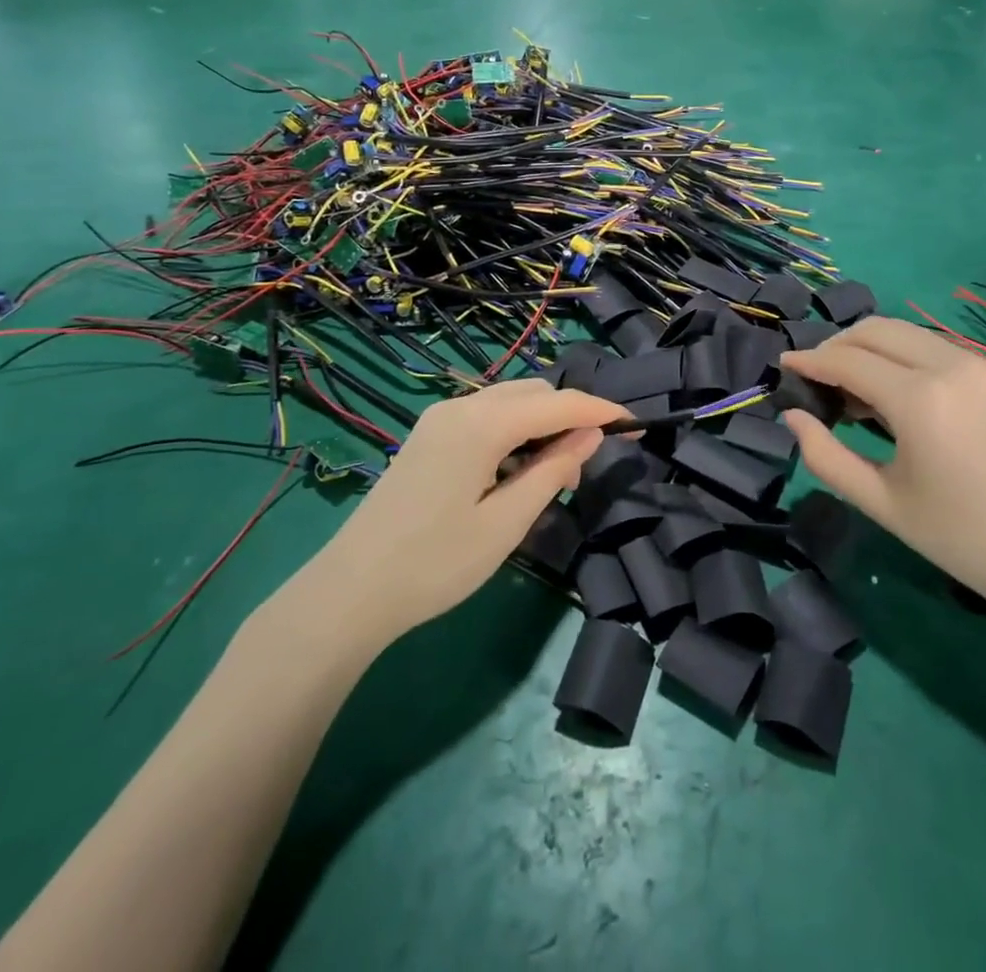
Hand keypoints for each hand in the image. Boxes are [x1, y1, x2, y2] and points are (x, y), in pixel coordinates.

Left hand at [292, 381, 625, 649]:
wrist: (350, 592)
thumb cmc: (435, 563)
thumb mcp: (506, 523)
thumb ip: (553, 470)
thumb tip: (591, 435)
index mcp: (482, 424)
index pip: (558, 404)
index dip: (600, 412)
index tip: (635, 425)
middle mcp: (460, 406)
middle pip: (533, 392)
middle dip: (570, 416)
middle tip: (588, 463)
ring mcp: (439, 419)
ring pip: (509, 401)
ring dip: (542, 423)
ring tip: (555, 472)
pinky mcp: (428, 436)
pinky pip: (486, 416)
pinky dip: (514, 430)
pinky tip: (515, 470)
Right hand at [781, 318, 985, 622]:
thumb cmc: (959, 538)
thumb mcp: (880, 502)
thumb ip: (825, 456)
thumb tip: (793, 417)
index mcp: (920, 399)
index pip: (847, 360)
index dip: (810, 361)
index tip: (784, 367)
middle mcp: (949, 366)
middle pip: (875, 329)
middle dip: (836, 345)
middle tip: (815, 378)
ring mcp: (978, 365)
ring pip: (904, 332)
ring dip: (868, 347)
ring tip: (850, 388)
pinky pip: (931, 346)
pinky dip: (900, 355)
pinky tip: (891, 392)